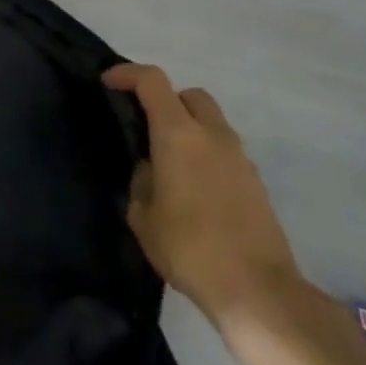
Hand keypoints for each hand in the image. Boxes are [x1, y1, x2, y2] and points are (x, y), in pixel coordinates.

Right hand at [104, 63, 302, 331]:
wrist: (257, 289)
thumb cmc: (188, 248)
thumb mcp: (143, 216)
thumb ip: (142, 181)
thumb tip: (152, 171)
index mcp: (178, 135)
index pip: (152, 81)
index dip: (127, 74)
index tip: (108, 83)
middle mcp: (212, 135)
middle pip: (189, 94)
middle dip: (165, 100)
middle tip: (145, 125)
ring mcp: (240, 157)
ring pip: (211, 122)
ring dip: (188, 129)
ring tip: (168, 164)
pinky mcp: (256, 182)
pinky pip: (224, 151)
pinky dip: (206, 154)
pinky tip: (193, 190)